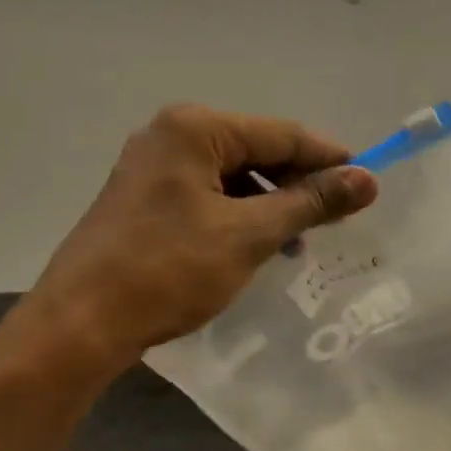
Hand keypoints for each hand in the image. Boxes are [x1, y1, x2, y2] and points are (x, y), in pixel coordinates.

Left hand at [20, 104, 377, 368]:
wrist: (83, 322)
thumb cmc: (169, 270)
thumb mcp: (249, 234)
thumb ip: (310, 202)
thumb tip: (368, 179)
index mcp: (195, 128)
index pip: (282, 133)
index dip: (329, 159)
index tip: (367, 187)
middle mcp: (171, 135)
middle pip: (257, 151)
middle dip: (298, 185)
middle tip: (336, 221)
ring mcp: (153, 168)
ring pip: (233, 177)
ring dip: (270, 204)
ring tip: (297, 243)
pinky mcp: (145, 200)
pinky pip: (209, 197)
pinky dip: (240, 217)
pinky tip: (257, 246)